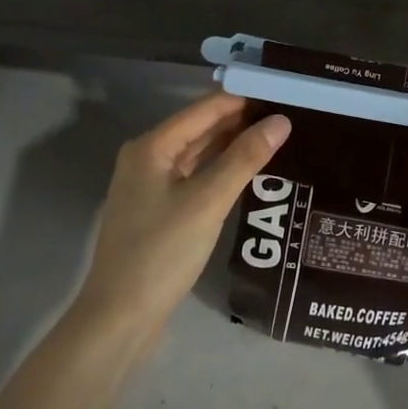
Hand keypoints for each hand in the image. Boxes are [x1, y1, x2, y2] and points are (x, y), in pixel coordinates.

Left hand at [74, 92, 291, 341]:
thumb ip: (245, 158)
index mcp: (151, 146)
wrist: (120, 318)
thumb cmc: (162, 252)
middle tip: (287, 113)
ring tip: (277, 136)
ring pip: (198, 154)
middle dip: (240, 120)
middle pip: (200, 128)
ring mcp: (151, 186)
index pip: (204, 109)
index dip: (242, 98)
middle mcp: (148, 158)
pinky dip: (220, 170)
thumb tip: (281, 120)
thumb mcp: (208, 201)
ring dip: (232, 145)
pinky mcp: (159, 211)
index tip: (281, 90)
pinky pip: (195, 177)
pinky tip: (249, 171)